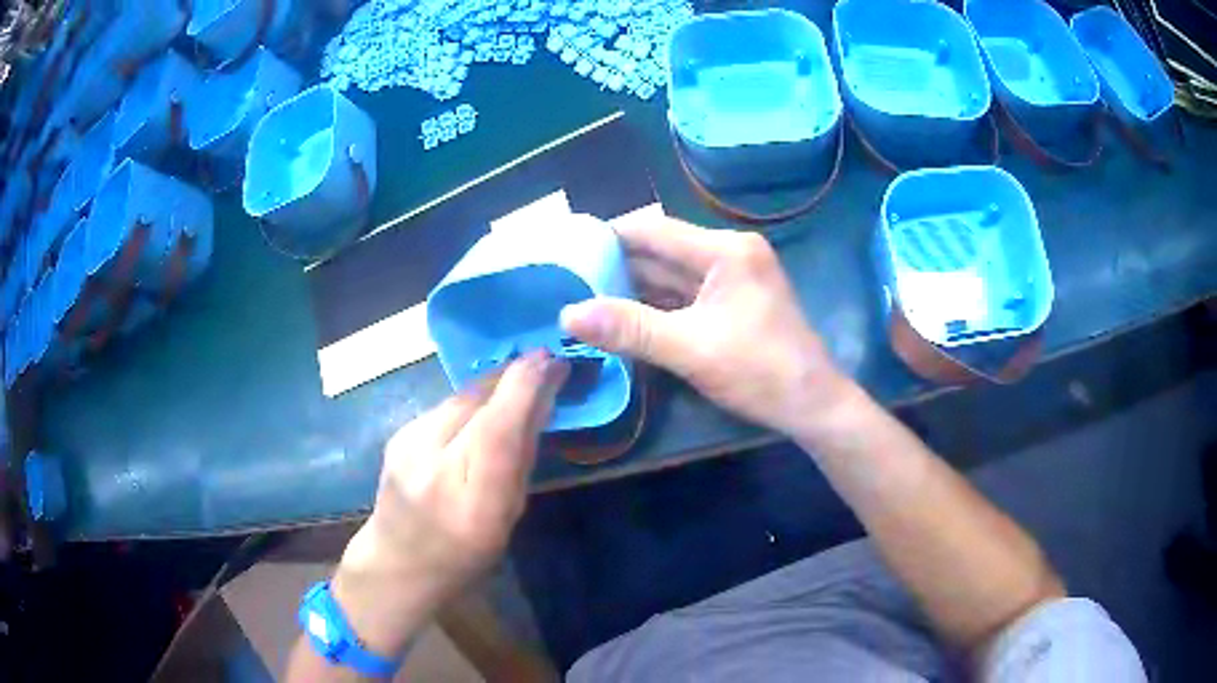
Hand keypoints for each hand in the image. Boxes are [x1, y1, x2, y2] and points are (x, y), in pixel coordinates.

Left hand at [332, 352, 567, 656]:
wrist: (395, 565)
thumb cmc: (464, 556)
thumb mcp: (507, 519)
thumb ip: (521, 461)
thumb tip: (541, 403)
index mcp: (472, 503)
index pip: (499, 429)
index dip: (527, 387)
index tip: (554, 362)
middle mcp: (433, 466)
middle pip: (476, 400)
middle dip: (513, 375)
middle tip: (544, 363)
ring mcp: (407, 446)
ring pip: (459, 397)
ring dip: (491, 385)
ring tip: (516, 382)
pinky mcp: (396, 435)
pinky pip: (443, 407)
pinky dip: (468, 402)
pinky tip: (480, 410)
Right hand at [561, 217, 851, 439]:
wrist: (812, 405)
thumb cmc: (759, 372)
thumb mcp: (690, 349)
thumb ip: (629, 328)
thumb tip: (567, 314)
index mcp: (724, 250)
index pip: (652, 230)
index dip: (607, 237)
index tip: (567, 251)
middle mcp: (728, 253)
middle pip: (661, 250)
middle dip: (616, 265)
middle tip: (568, 279)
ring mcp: (732, 277)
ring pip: (671, 274)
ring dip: (632, 287)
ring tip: (584, 297)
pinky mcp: (732, 301)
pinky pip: (685, 294)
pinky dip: (655, 304)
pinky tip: (623, 316)